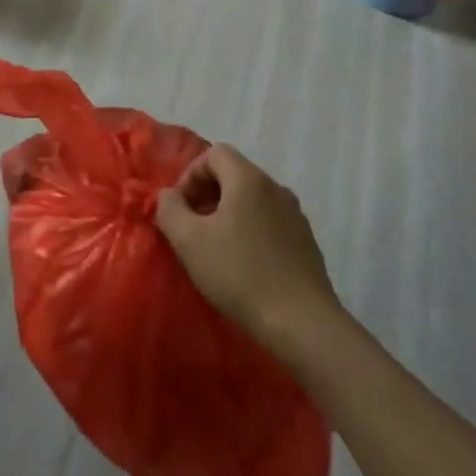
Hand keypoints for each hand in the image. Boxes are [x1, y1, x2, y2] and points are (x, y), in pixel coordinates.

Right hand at [154, 144, 342, 363]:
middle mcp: (276, 188)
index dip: (190, 174)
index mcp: (249, 180)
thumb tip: (169, 196)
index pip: (214, 153)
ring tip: (215, 247)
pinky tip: (243, 264)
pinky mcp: (306, 242)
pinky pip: (269, 221)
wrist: (301, 322)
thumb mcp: (188, 240)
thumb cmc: (238, 273)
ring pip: (252, 199)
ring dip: (228, 213)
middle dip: (207, 194)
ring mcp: (295, 215)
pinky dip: (249, 230)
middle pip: (234, 174)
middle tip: (192, 227)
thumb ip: (169, 209)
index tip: (181, 208)